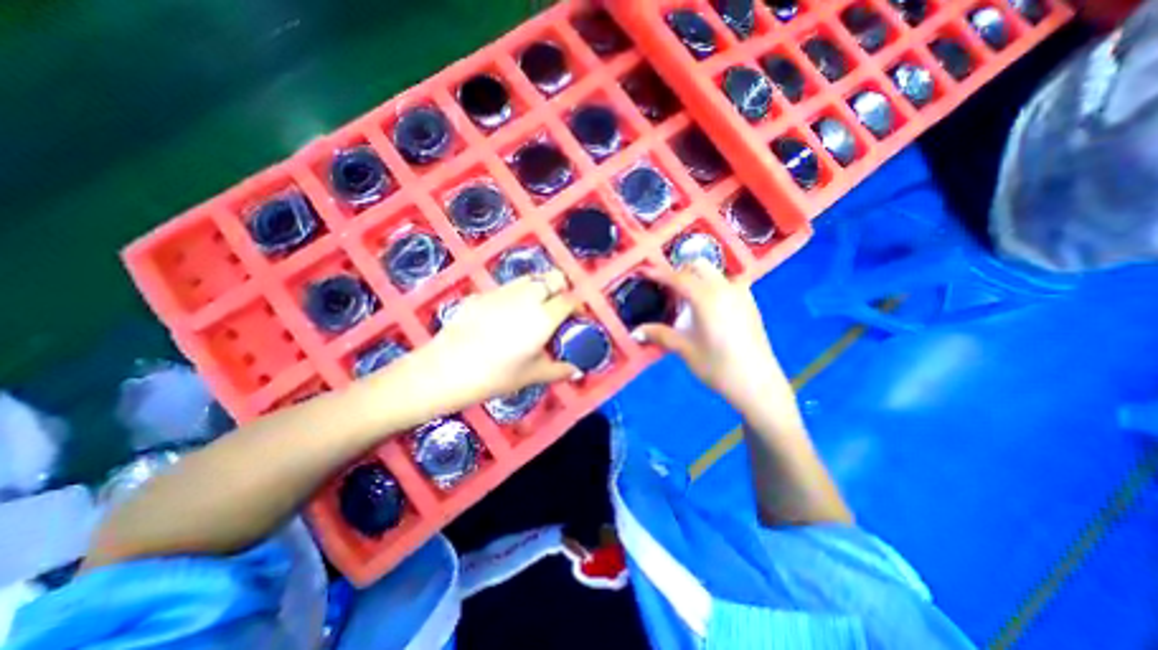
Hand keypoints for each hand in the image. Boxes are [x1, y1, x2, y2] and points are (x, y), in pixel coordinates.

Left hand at [422, 272, 578, 407]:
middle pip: (553, 278)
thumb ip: (559, 371)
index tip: (578, 317)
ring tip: (534, 309)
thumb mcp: (532, 375)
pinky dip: (516, 295)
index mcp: (544, 316)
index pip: (569, 300)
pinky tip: (506, 315)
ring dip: (539, 288)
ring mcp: (503, 292)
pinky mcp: (483, 294)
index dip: (577, 306)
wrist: (447, 369)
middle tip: (557, 308)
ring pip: (530, 278)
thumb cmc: (496, 375)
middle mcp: (527, 297)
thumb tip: (577, 372)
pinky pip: (507, 287)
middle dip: (561, 289)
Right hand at [633, 262, 798, 415]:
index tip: (643, 272)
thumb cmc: (717, 366)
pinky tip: (707, 308)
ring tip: (686, 300)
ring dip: (696, 278)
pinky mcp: (750, 302)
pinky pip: (726, 283)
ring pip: (714, 273)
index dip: (658, 273)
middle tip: (666, 290)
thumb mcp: (684, 349)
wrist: (757, 384)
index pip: (678, 277)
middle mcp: (725, 288)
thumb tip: (635, 332)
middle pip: (698, 265)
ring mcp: (740, 293)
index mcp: (706, 297)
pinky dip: (711, 286)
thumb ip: (659, 335)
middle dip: (679, 271)